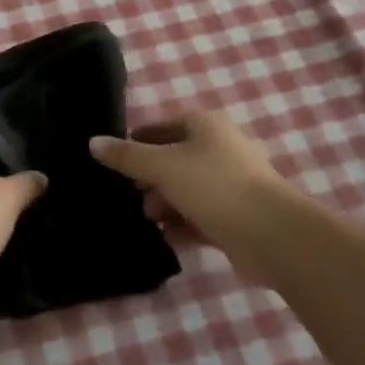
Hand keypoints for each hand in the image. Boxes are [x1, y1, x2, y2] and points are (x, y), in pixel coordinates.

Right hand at [90, 111, 285, 257]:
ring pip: (189, 189)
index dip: (138, 140)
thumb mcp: (162, 166)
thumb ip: (126, 156)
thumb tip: (92, 142)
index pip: (163, 126)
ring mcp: (234, 183)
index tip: (115, 160)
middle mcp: (222, 148)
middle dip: (150, 177)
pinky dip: (184, 225)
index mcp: (206, 125)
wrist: (272, 235)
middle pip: (176, 157)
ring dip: (166, 203)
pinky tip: (165, 239)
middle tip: (128, 193)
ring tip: (146, 219)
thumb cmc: (213, 185)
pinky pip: (203, 216)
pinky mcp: (239, 216)